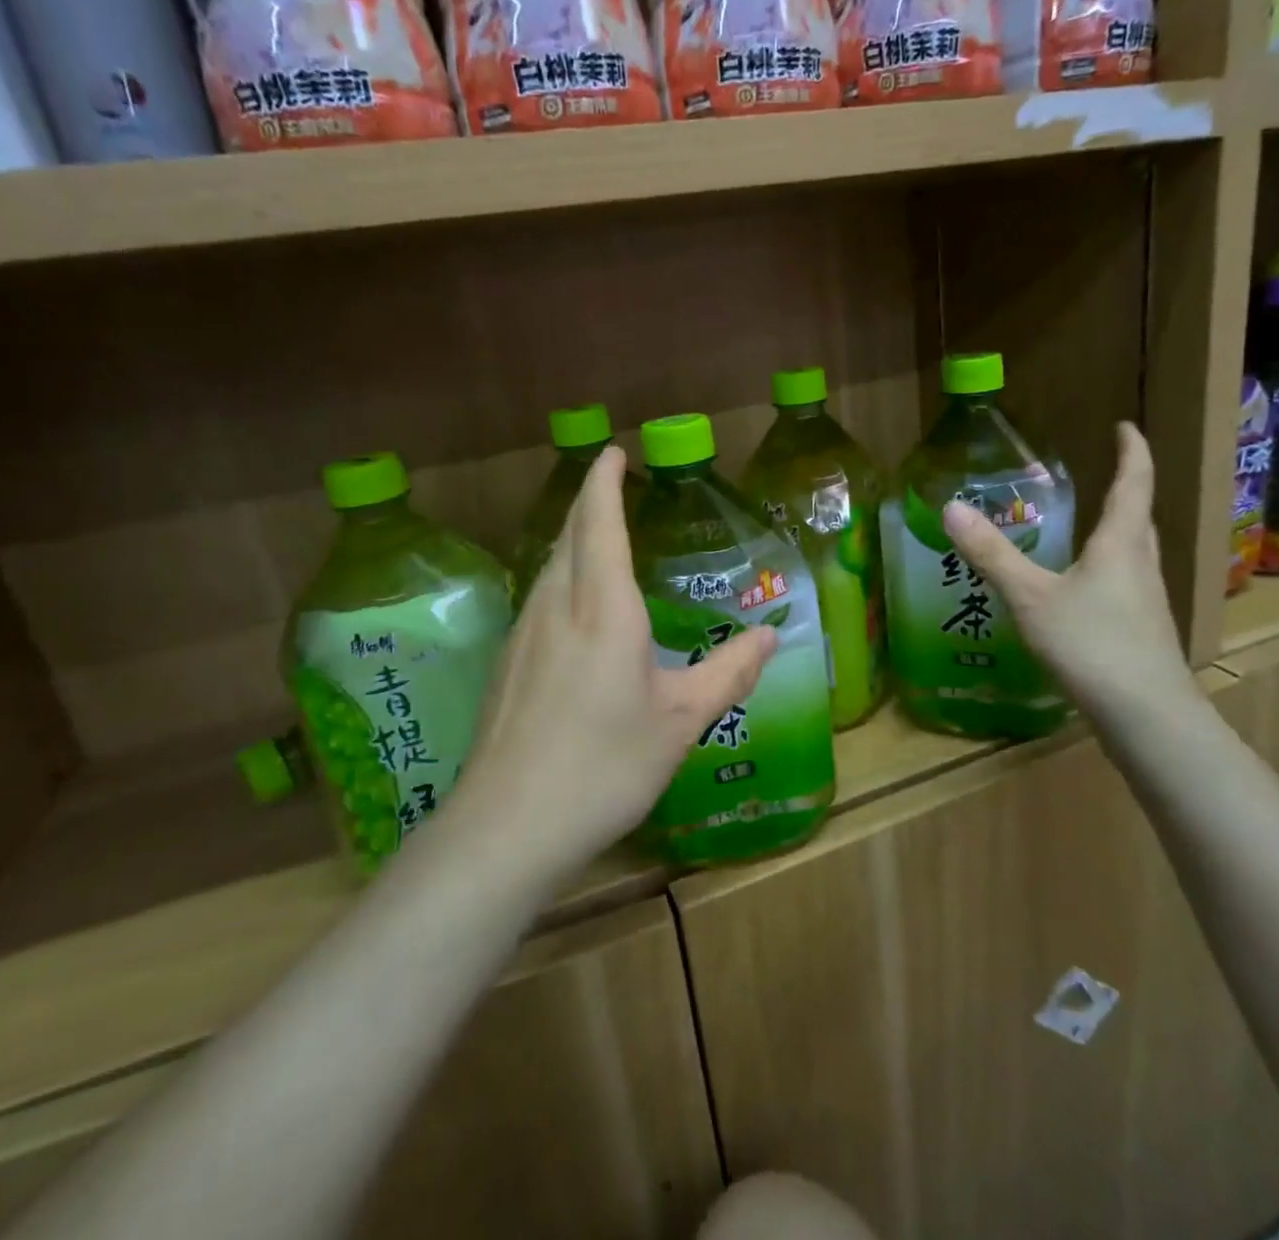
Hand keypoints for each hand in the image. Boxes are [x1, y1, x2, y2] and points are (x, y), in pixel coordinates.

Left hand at [448, 446, 775, 882]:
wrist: (508, 826)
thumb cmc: (605, 765)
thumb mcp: (682, 721)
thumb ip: (729, 672)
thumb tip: (771, 635)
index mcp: (603, 608)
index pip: (600, 521)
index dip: (605, 480)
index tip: (614, 452)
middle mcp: (556, 606)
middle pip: (569, 534)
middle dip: (590, 502)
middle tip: (614, 488)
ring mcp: (523, 634)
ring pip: (549, 565)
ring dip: (574, 539)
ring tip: (599, 538)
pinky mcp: (507, 664)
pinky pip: (539, 598)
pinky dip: (562, 577)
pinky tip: (575, 610)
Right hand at [941, 422, 1194, 724]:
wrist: (1147, 717)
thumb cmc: (1092, 645)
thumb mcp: (1031, 597)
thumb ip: (992, 554)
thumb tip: (951, 508)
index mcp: (1121, 545)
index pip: (1133, 483)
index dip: (1132, 451)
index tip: (1126, 426)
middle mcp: (1142, 566)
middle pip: (1139, 519)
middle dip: (1126, 492)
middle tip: (1104, 476)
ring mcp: (1147, 602)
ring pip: (1135, 554)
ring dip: (1119, 534)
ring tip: (1089, 530)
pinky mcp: (1143, 633)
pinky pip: (1127, 585)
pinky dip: (1108, 572)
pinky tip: (1084, 593)